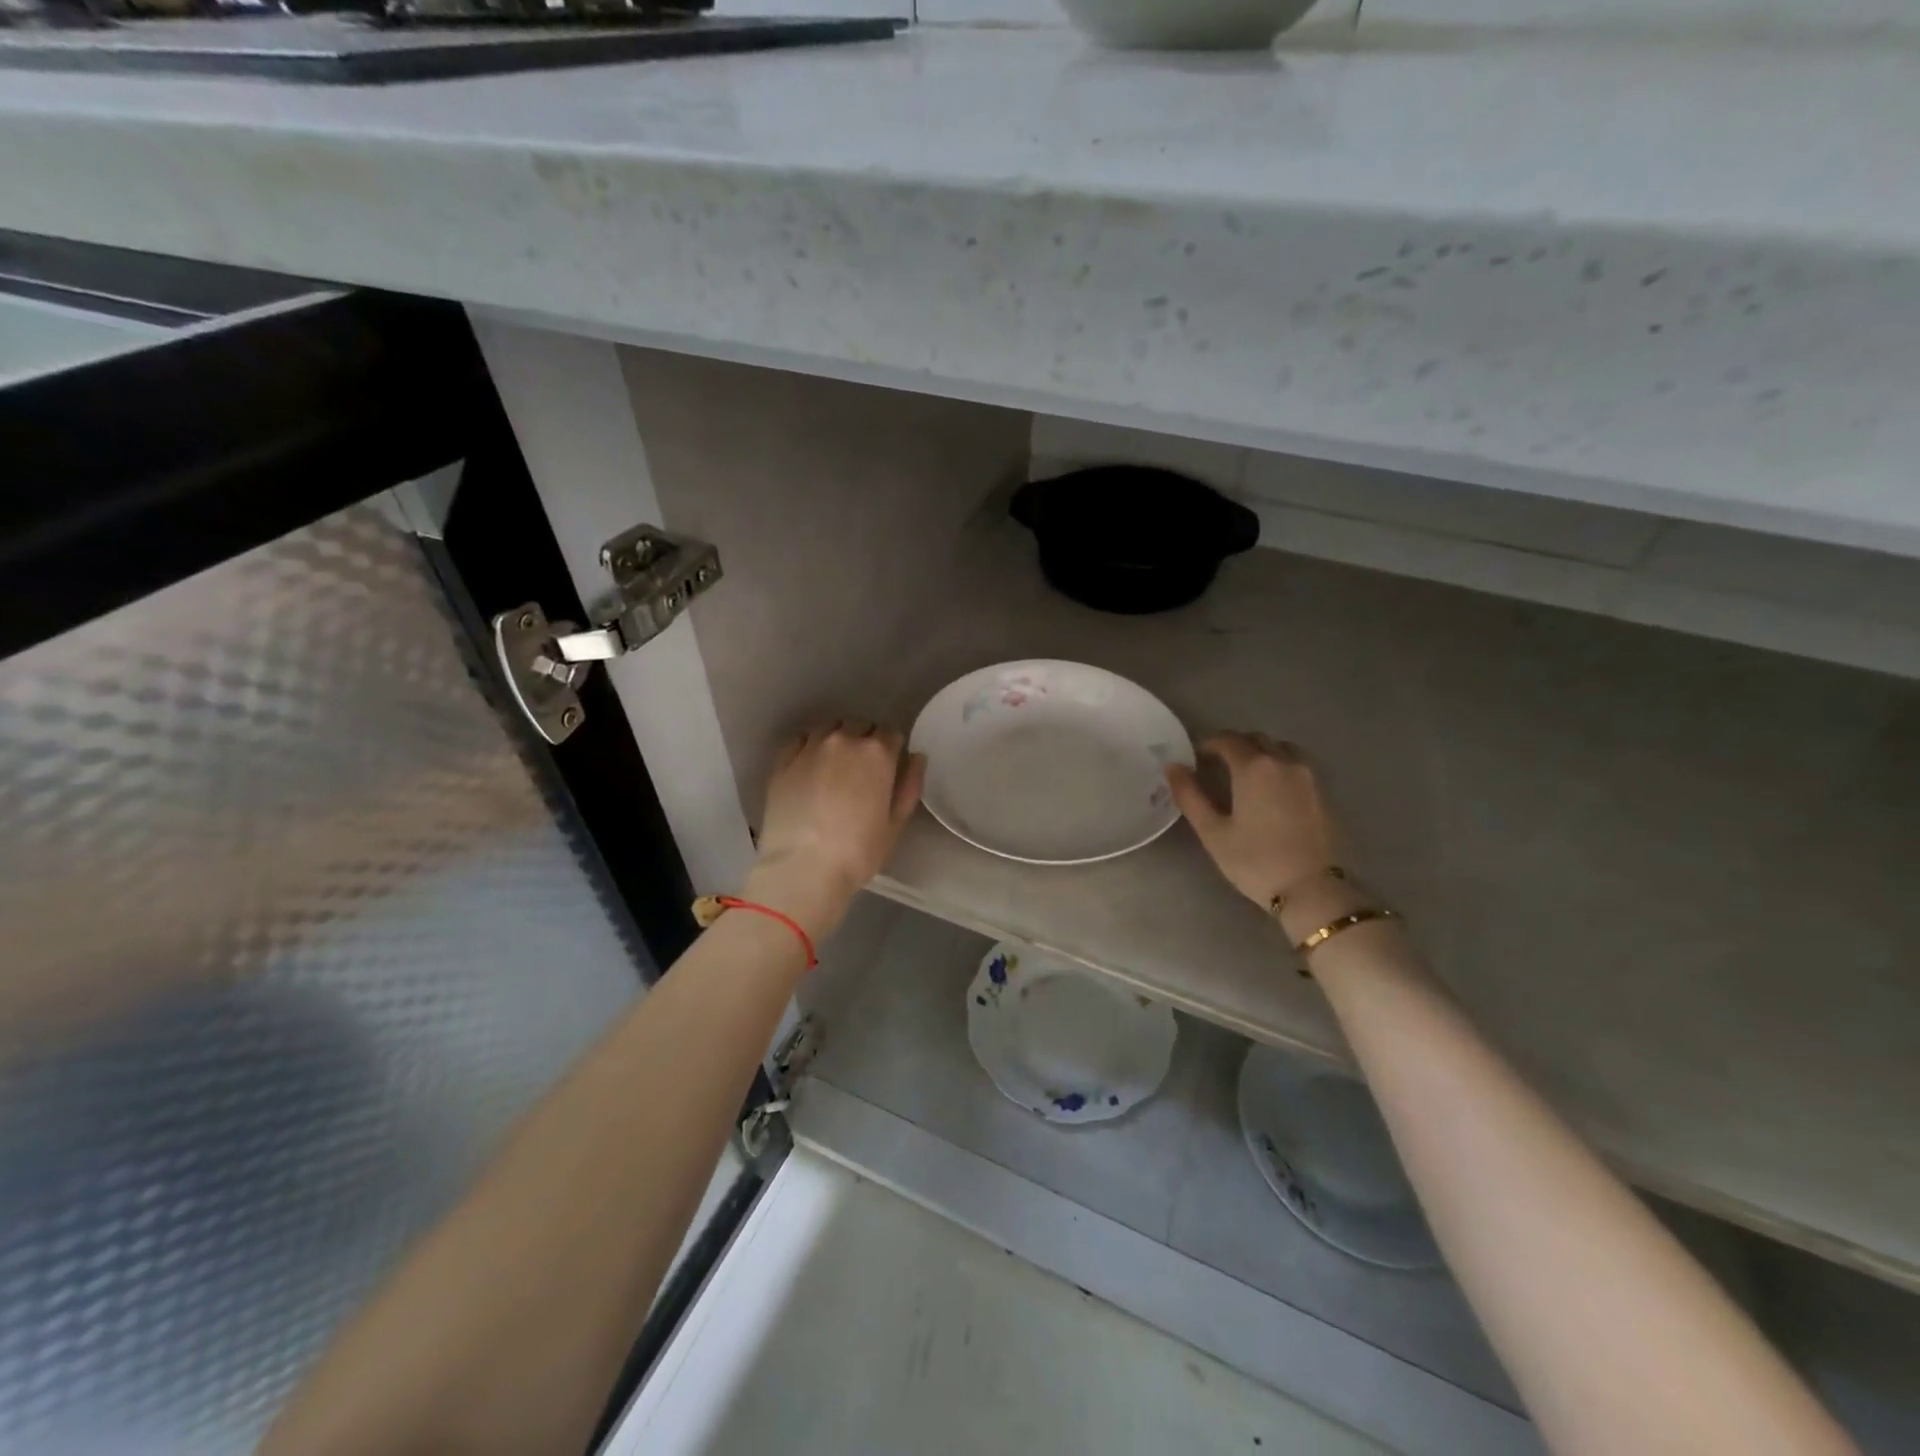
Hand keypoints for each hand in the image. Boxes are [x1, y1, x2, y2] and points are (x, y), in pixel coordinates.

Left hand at [743, 721, 925, 940]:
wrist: (803, 868)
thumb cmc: (858, 851)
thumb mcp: (896, 824)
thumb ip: (910, 785)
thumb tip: (916, 757)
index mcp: (877, 753)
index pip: (890, 733)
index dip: (892, 749)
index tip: (888, 768)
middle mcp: (844, 740)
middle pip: (860, 726)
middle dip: (865, 741)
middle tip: (862, 770)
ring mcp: (810, 747)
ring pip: (829, 729)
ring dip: (837, 740)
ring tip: (834, 766)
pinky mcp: (783, 760)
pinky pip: (801, 740)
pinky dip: (809, 746)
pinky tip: (809, 767)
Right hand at [1166, 732, 1341, 908]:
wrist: (1312, 889)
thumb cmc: (1255, 861)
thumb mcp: (1213, 831)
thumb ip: (1190, 795)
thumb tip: (1173, 766)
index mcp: (1254, 767)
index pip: (1228, 740)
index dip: (1209, 744)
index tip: (1197, 758)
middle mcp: (1283, 762)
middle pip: (1256, 739)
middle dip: (1235, 745)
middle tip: (1218, 765)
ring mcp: (1308, 776)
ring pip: (1281, 748)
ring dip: (1261, 752)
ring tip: (1247, 774)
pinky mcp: (1324, 792)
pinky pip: (1297, 765)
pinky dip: (1279, 766)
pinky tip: (1271, 790)